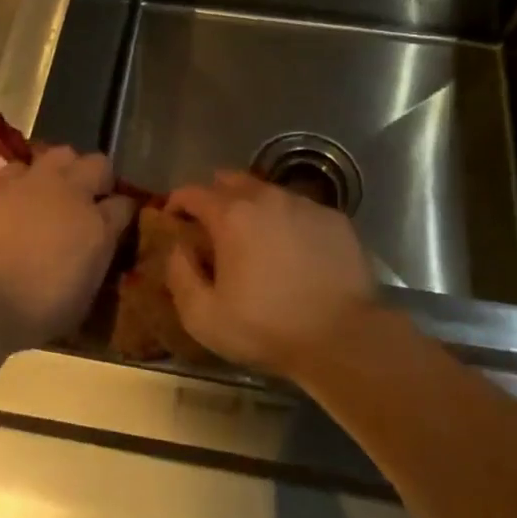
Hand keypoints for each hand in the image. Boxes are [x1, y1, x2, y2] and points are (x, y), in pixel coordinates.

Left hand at [0, 146, 135, 352]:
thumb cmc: (35, 312)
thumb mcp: (83, 297)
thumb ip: (95, 261)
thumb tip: (96, 249)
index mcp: (99, 226)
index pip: (125, 204)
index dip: (123, 212)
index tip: (118, 222)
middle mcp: (73, 193)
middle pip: (98, 164)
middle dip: (98, 178)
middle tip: (89, 198)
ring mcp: (36, 183)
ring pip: (61, 154)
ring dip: (62, 169)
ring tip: (54, 188)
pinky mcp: (1, 183)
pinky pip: (19, 167)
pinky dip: (21, 178)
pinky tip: (16, 195)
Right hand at [164, 171, 377, 376]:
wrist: (344, 337)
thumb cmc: (267, 327)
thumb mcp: (204, 317)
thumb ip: (180, 276)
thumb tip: (178, 249)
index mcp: (231, 215)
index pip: (192, 192)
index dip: (177, 202)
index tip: (172, 218)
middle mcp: (267, 198)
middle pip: (231, 180)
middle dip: (215, 196)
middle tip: (212, 225)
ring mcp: (305, 205)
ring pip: (268, 192)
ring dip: (254, 207)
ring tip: (255, 238)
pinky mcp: (335, 218)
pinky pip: (301, 210)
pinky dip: (288, 222)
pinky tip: (293, 250)